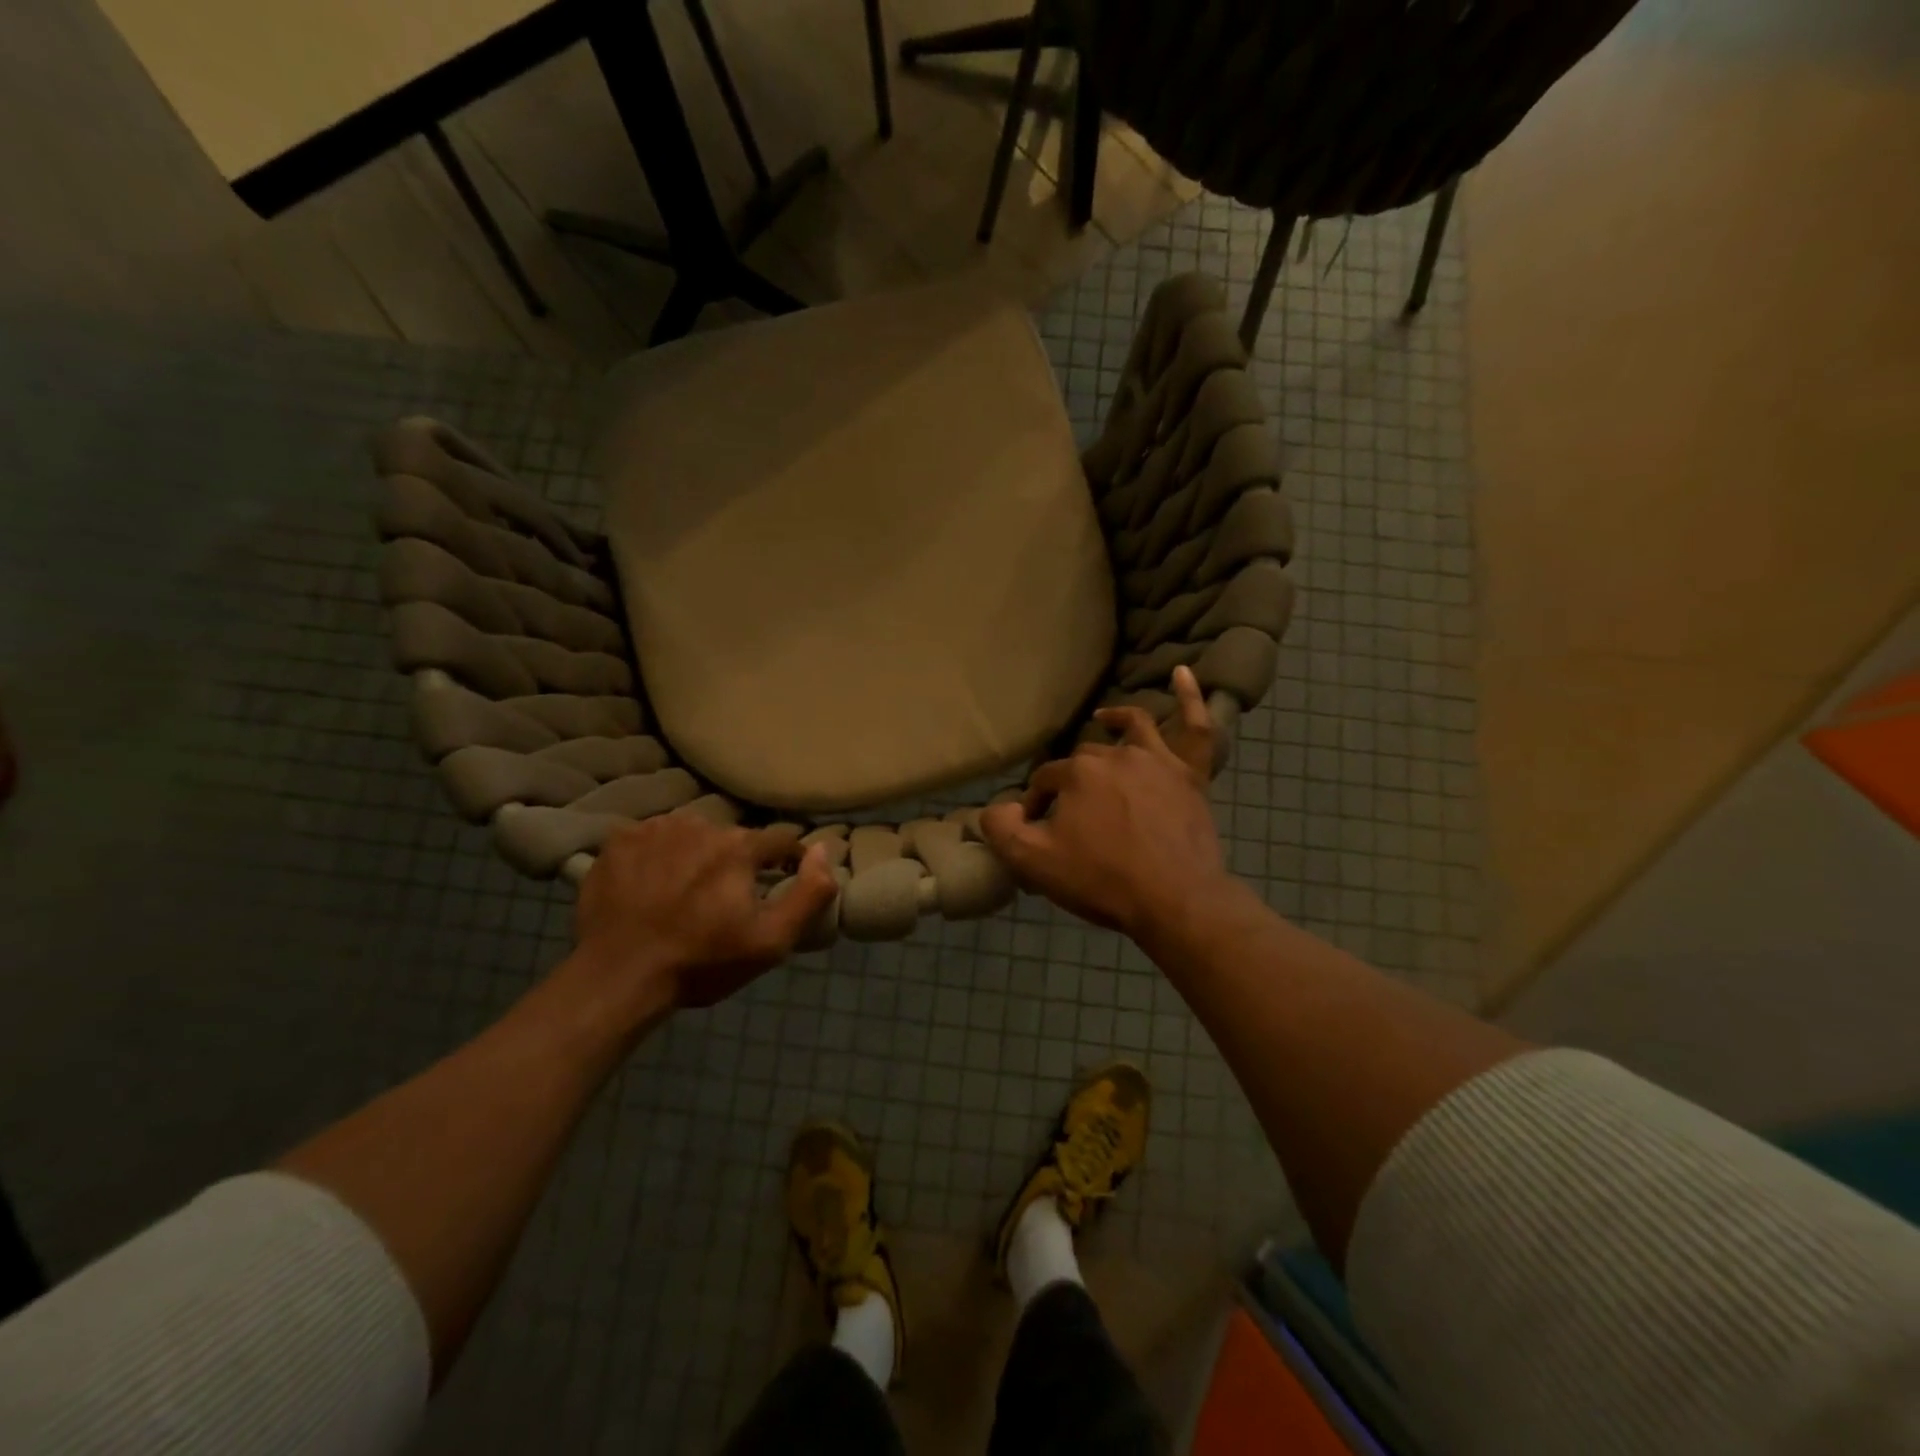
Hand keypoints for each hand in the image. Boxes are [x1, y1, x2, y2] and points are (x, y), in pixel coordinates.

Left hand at [572, 812, 836, 1012]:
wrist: (617, 978)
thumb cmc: (701, 962)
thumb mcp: (771, 941)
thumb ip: (809, 893)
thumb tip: (825, 850)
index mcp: (739, 847)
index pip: (779, 841)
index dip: (787, 860)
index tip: (783, 879)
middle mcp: (700, 824)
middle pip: (733, 837)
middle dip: (737, 861)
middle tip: (724, 898)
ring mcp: (655, 829)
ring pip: (691, 833)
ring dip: (697, 854)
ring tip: (685, 890)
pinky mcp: (619, 841)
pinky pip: (652, 837)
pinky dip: (657, 854)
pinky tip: (650, 883)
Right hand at [980, 666, 1235, 939]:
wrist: (1175, 901)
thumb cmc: (1102, 880)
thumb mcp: (1034, 863)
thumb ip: (1002, 828)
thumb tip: (997, 806)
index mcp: (1077, 773)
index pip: (1045, 780)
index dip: (1037, 803)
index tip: (1038, 830)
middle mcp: (1115, 755)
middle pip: (1084, 759)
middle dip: (1071, 782)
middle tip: (1071, 817)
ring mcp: (1158, 761)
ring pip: (1132, 729)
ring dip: (1115, 720)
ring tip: (1103, 718)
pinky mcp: (1192, 774)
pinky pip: (1197, 728)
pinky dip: (1191, 697)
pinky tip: (1184, 672)